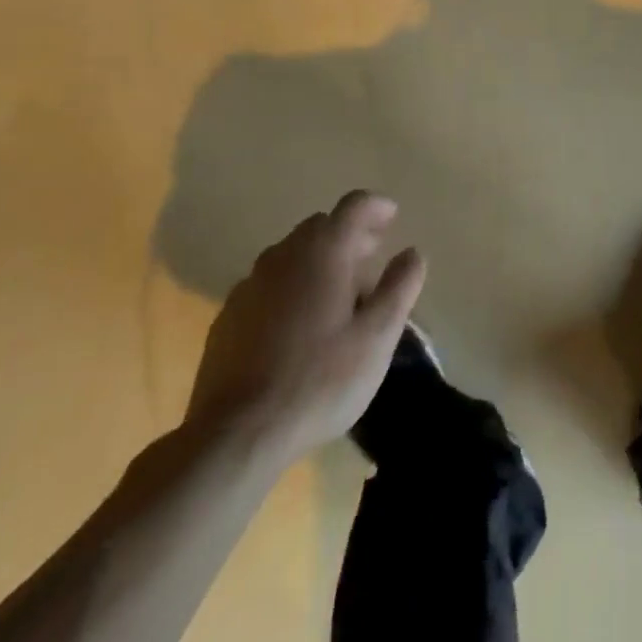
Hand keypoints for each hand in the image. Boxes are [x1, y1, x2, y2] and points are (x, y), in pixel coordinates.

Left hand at [185, 191, 425, 459]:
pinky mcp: (228, 316)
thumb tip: (412, 253)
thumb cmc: (319, 380)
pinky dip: (291, 288)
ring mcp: (250, 284)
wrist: (235, 435)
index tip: (393, 217)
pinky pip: (269, 285)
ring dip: (319, 261)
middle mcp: (284, 254)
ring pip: (293, 255)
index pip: (354, 205)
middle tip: (371, 259)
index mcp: (323, 250)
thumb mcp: (377, 337)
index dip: (377, 207)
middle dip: (350, 235)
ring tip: (338, 295)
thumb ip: (399, 287)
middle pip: (322, 226)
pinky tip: (298, 326)